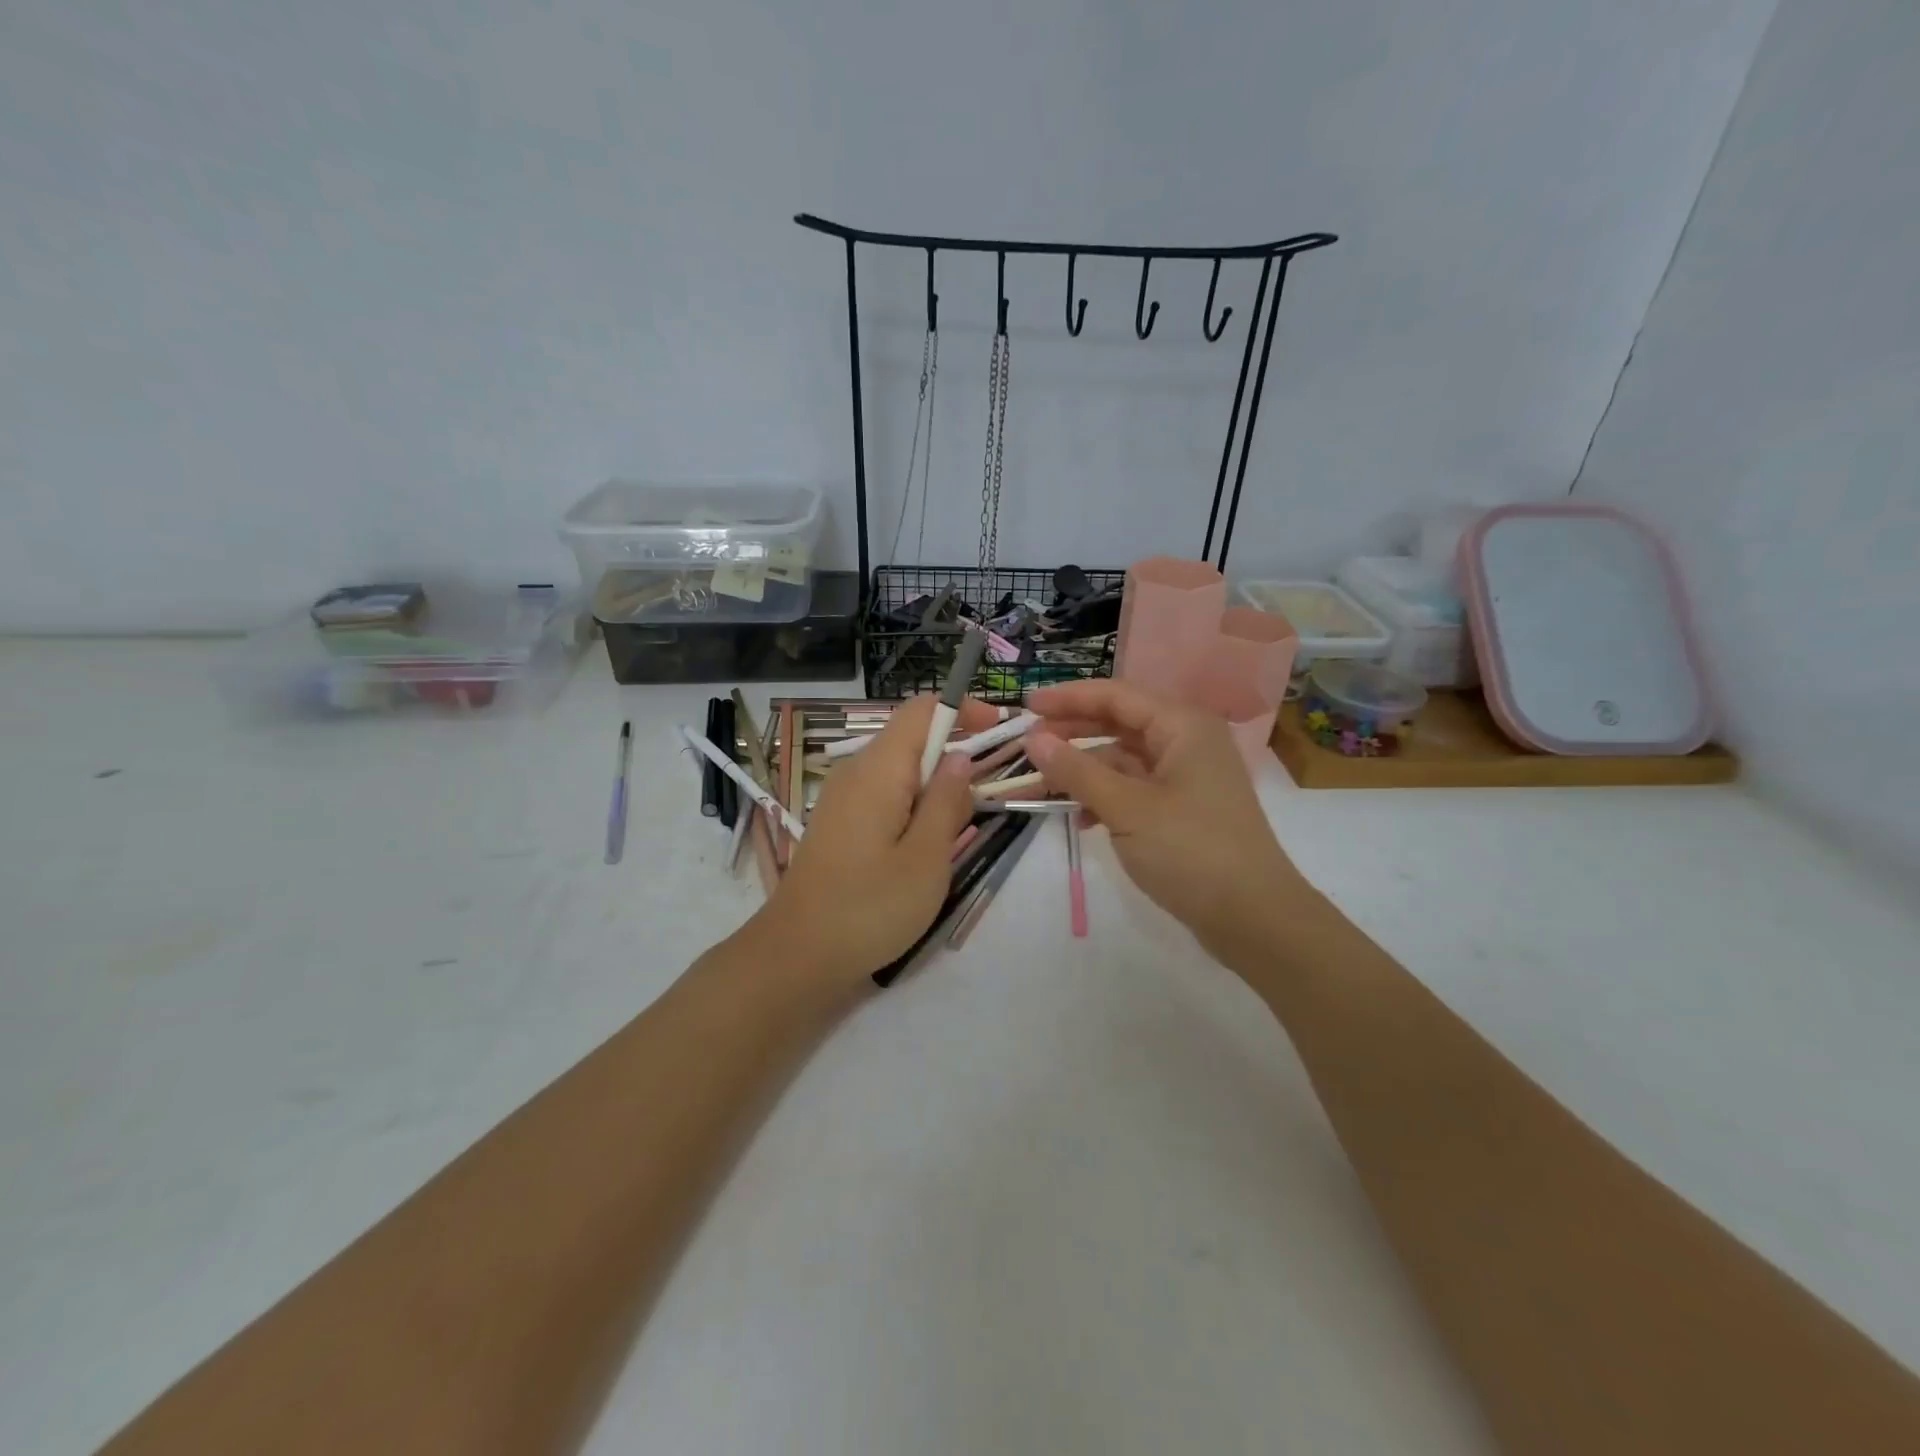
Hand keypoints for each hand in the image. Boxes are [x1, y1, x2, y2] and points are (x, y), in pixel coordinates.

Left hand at [749, 694, 993, 993]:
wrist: (797, 954)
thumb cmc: (869, 907)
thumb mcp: (926, 858)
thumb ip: (948, 802)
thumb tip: (961, 759)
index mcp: (879, 769)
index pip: (922, 710)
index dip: (962, 710)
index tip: (997, 730)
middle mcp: (856, 771)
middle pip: (912, 738)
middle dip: (954, 755)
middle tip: (984, 799)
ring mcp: (842, 797)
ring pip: (900, 771)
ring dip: (935, 787)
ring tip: (956, 831)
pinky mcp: (839, 822)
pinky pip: (884, 795)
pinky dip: (913, 805)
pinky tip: (922, 846)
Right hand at [1024, 679, 1314, 963]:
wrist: (1255, 917)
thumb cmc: (1191, 851)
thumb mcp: (1126, 808)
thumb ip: (1077, 771)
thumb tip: (1033, 740)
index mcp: (1182, 726)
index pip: (1115, 696)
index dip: (1068, 698)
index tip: (1026, 707)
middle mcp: (1187, 741)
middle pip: (1119, 723)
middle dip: (1073, 732)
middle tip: (1028, 743)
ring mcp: (1187, 776)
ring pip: (1124, 760)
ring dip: (1085, 770)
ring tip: (1043, 785)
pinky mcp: (1184, 808)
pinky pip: (1135, 788)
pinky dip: (1106, 796)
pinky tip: (1081, 817)